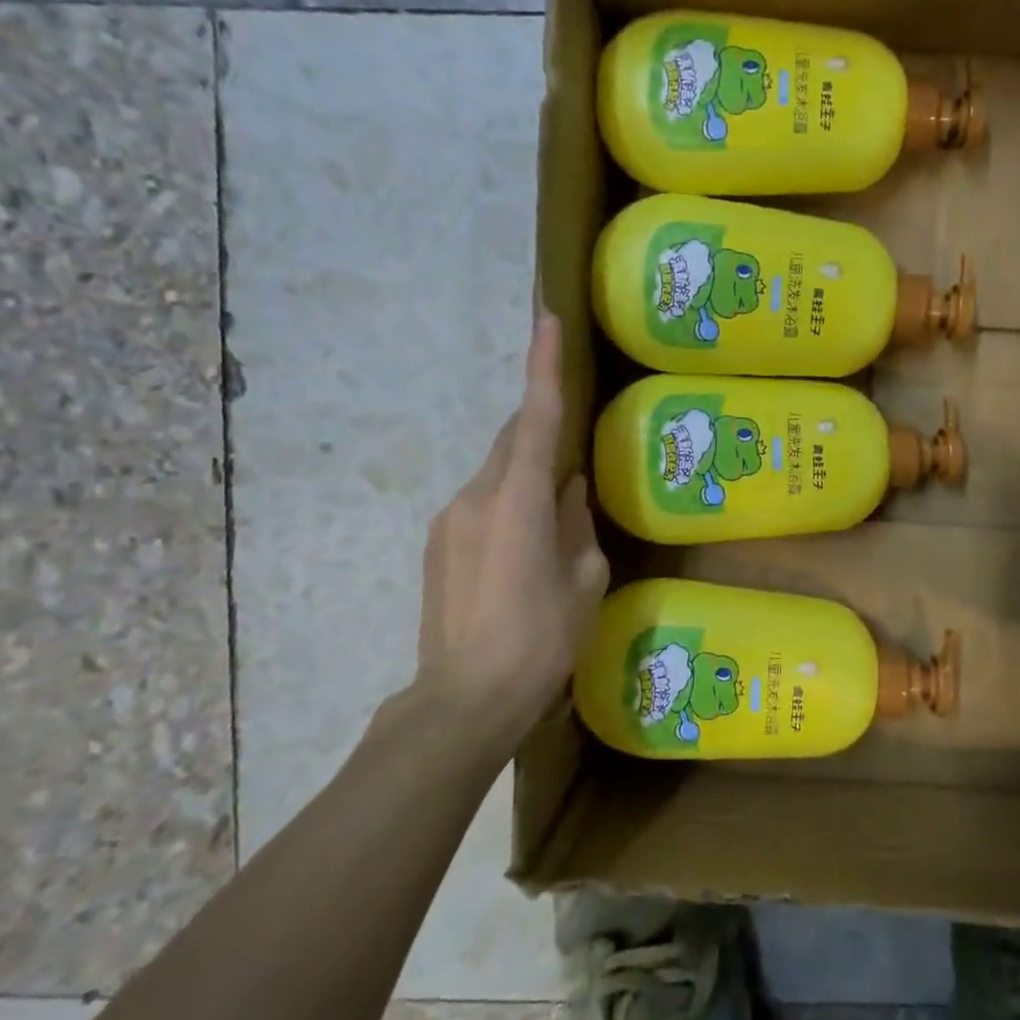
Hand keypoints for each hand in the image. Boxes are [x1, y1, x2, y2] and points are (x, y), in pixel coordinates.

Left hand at [415, 314, 608, 737]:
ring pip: (496, 473)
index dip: (542, 365)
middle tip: (572, 434)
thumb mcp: (582, 580)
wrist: (464, 700)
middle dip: (539, 425)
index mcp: (517, 500)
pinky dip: (508, 501)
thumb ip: (576, 522)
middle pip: (511, 440)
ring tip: (554, 509)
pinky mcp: (437, 544)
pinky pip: (481, 502)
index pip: (534, 418)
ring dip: (525, 473)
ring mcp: (449, 520)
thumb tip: (568, 489)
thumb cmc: (540, 640)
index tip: (547, 319)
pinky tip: (525, 542)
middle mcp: (476, 496)